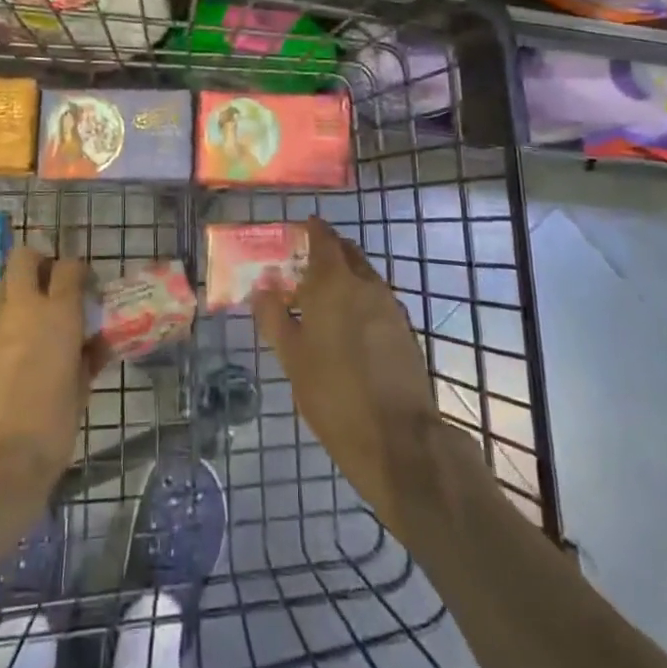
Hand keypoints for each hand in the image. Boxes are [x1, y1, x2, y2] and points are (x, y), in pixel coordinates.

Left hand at [0, 244, 102, 504]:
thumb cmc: (52, 425)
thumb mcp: (81, 389)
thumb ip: (87, 357)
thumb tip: (92, 343)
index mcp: (58, 314)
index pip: (69, 267)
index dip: (78, 271)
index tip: (86, 286)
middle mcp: (23, 309)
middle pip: (24, 258)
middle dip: (38, 261)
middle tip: (52, 284)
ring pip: (4, 286)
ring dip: (20, 291)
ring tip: (35, 320)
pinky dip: (7, 324)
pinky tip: (18, 352)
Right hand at [253, 218, 442, 532]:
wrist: (398, 437)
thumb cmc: (333, 394)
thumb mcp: (292, 358)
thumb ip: (274, 317)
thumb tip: (262, 288)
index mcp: (334, 283)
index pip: (323, 239)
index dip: (311, 230)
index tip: (297, 230)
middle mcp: (366, 284)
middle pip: (346, 253)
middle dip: (327, 251)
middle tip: (304, 263)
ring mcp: (390, 306)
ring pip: (364, 276)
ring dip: (344, 276)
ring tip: (321, 297)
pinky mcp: (404, 329)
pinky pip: (376, 299)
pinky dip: (359, 298)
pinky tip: (346, 324)